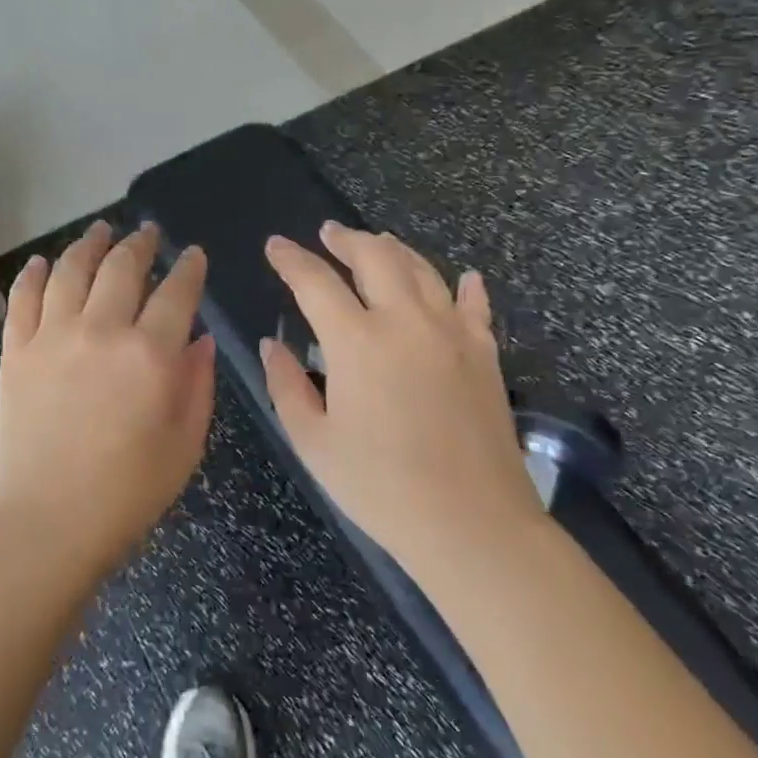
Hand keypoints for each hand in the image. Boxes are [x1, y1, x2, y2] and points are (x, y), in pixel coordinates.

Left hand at [0, 221, 215, 584]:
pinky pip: (24, 297)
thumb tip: (201, 339)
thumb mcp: (185, 445)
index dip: (189, 268)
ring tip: (100, 229)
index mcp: (151, 354)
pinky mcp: (16, 349)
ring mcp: (53, 335)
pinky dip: (34, 273)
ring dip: (89, 243)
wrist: (46, 521)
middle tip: (148, 233)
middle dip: (141, 244)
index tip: (194, 255)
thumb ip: (198, 385)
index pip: (177, 293)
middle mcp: (102, 330)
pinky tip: (43, 262)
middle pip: (122, 267)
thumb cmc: (127, 493)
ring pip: (72, 269)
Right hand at [259, 223, 542, 582]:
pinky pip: (474, 306)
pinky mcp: (485, 354)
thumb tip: (272, 344)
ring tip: (376, 243)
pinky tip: (464, 277)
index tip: (275, 245)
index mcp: (357, 342)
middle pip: (375, 257)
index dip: (290, 259)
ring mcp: (452, 334)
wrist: (472, 524)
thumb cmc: (380, 487)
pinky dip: (465, 286)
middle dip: (346, 239)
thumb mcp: (313, 441)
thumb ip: (285, 385)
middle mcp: (405, 322)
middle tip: (327, 233)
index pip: (315, 282)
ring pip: (422, 270)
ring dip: (394, 250)